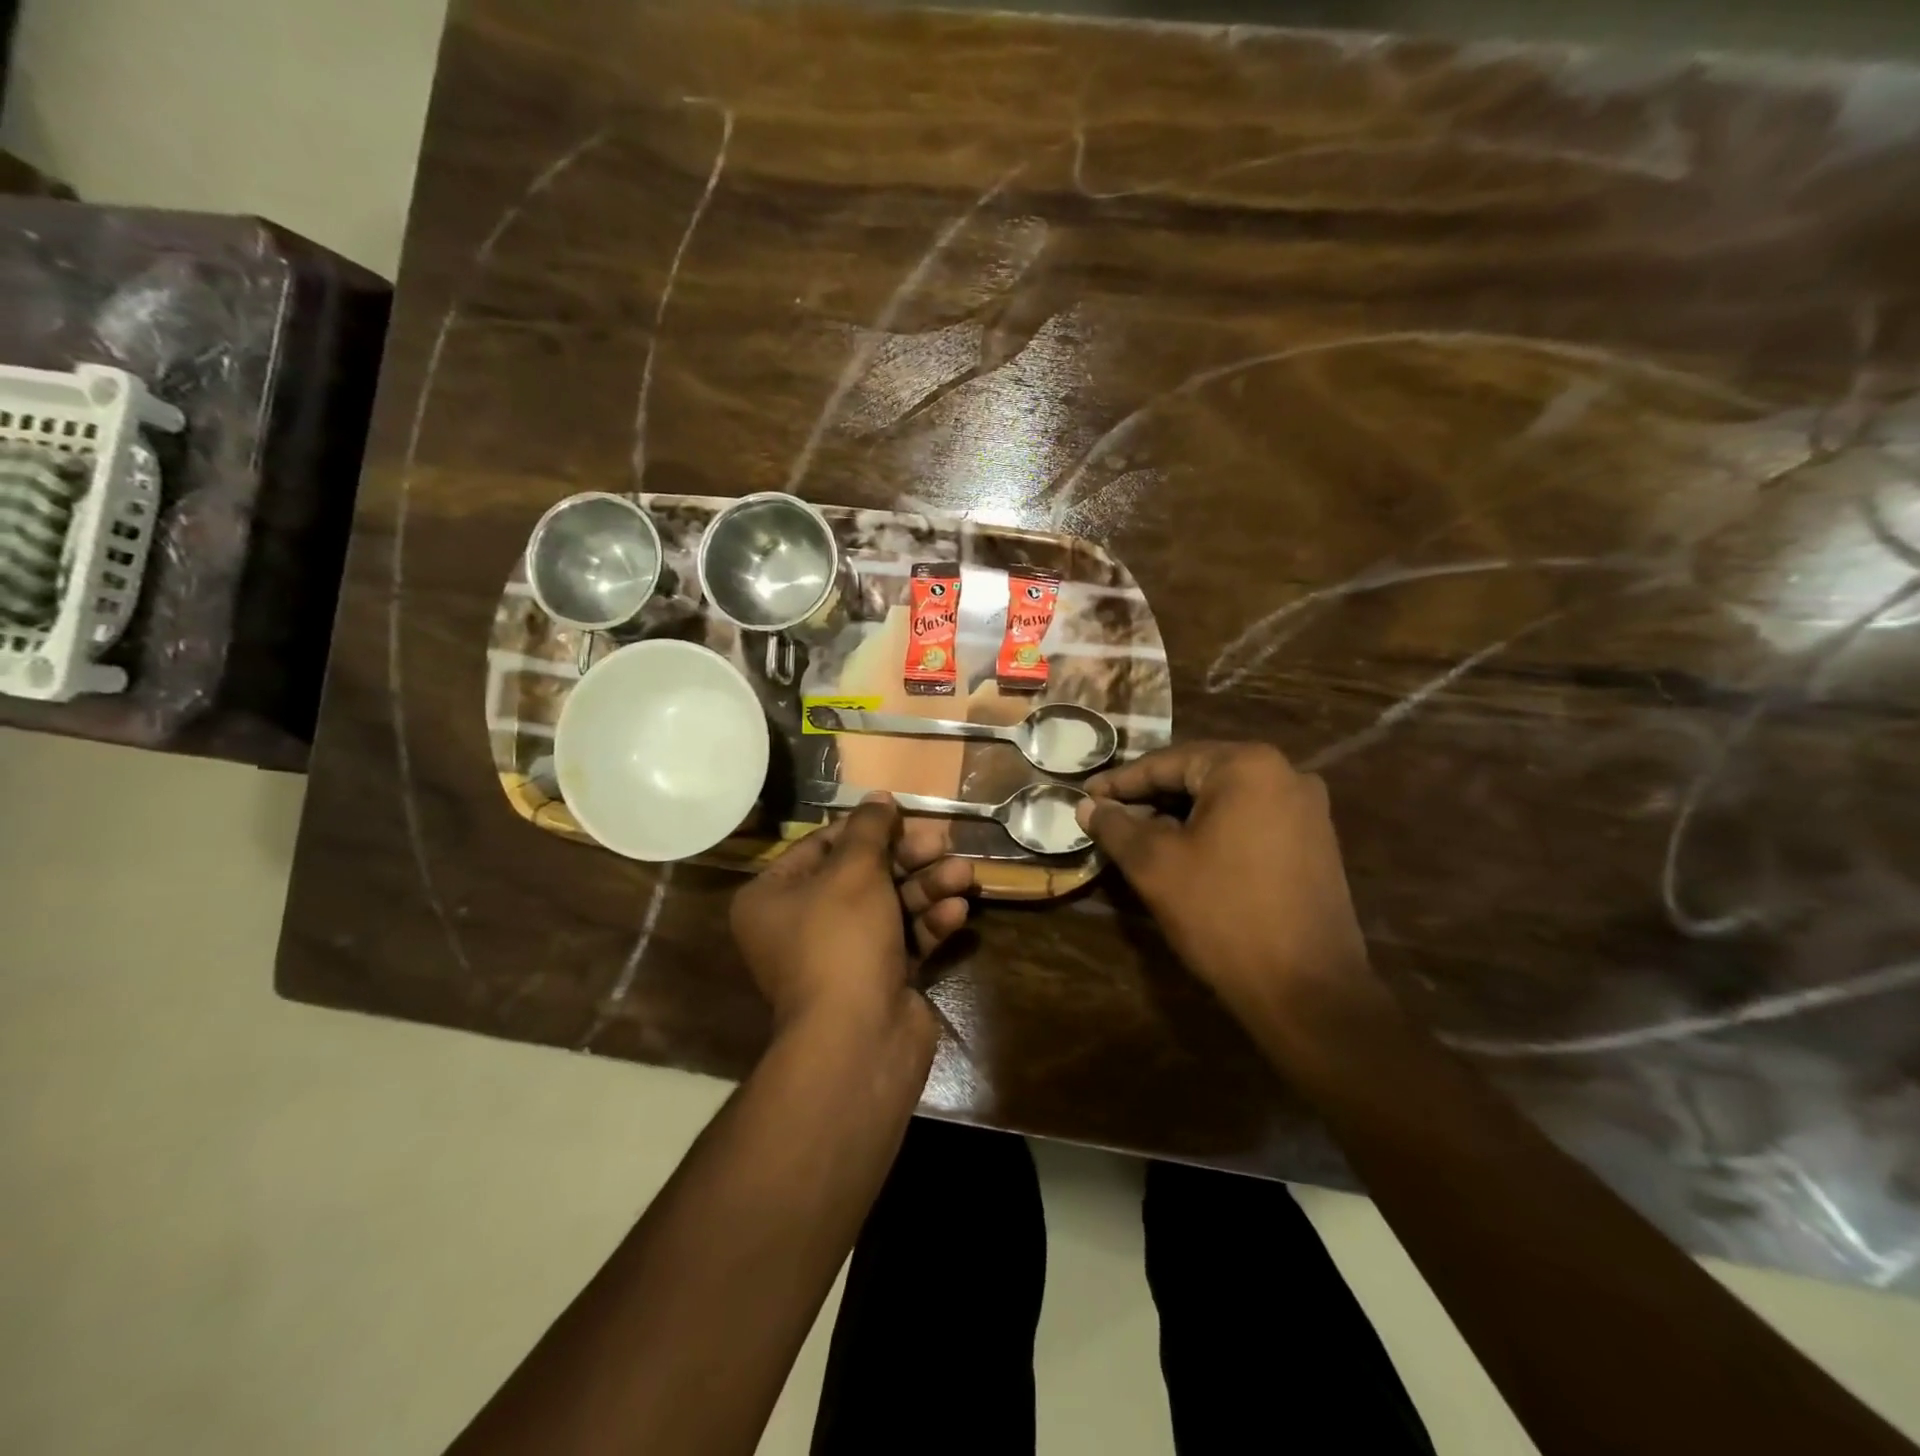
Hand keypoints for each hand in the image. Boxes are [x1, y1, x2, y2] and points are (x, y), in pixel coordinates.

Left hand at [730, 795, 973, 1041]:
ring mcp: (841, 955)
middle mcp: (801, 924)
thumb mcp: (854, 872)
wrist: (858, 1041)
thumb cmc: (842, 941)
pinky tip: (957, 912)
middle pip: (861, 874)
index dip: (865, 829)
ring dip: (927, 887)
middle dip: (907, 858)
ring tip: (964, 874)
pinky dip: (928, 923)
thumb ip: (869, 829)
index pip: (822, 846)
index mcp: (774, 897)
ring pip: (889, 905)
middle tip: (943, 843)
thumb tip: (877, 797)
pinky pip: (902, 938)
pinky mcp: (877, 978)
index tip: (902, 815)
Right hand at [1077, 742, 1371, 1025]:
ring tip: (1138, 836)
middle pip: (1198, 776)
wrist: (1307, 990)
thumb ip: (1116, 827)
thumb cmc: (1223, 914)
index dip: (1120, 782)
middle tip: (1107, 816)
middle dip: (1150, 797)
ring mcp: (1307, 809)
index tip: (1085, 796)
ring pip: (1224, 800)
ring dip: (1179, 815)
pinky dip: (1212, 830)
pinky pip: (1249, 821)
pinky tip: (1185, 852)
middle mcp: (1285, 773)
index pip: (1167, 763)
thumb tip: (1087, 807)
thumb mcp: (1155, 866)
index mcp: (1247, 766)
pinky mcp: (1316, 842)